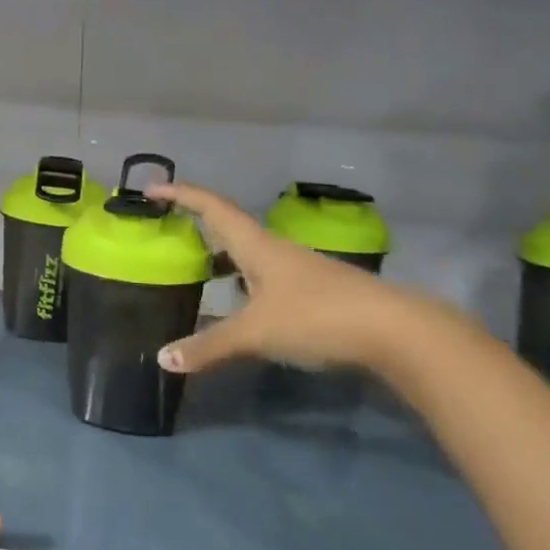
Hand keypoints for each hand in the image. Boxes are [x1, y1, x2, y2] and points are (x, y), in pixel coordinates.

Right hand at [147, 181, 425, 374]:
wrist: (396, 331)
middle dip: (197, 223)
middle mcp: (275, 249)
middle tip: (168, 230)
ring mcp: (298, 269)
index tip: (153, 189)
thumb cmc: (316, 316)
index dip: (181, 195)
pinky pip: (265, 276)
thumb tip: (163, 359)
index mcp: (255, 245)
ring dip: (221, 255)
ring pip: (249, 254)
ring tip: (196, 268)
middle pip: (229, 226)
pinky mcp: (315, 290)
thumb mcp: (256, 332)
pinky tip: (239, 303)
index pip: (211, 207)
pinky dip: (242, 280)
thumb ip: (209, 346)